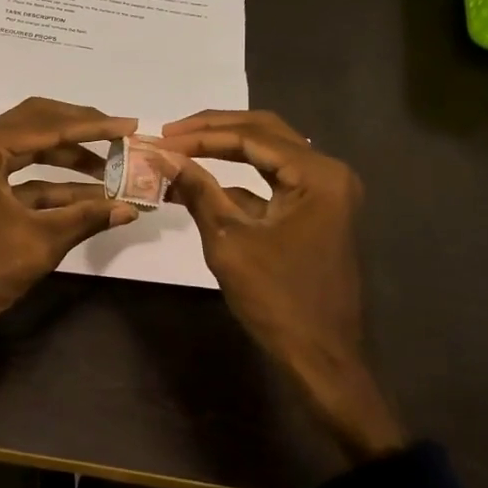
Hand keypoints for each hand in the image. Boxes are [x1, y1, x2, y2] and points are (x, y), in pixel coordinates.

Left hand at [0, 97, 140, 341]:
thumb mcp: (38, 242)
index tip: (130, 126)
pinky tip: (86, 194)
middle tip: (118, 135)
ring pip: (29, 147)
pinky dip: (50, 181)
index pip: (49, 126)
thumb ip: (86, 218)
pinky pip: (19, 172)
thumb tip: (130, 208)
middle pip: (37, 123)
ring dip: (68, 156)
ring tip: (110, 166)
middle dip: (80, 129)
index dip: (94, 127)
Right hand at [158, 110, 406, 461]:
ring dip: (224, 149)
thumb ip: (198, 190)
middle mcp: (327, 173)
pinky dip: (238, 179)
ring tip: (180, 149)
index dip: (201, 134)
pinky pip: (273, 181)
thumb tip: (161, 156)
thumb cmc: (277, 299)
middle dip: (213, 130)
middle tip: (170, 133)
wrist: (321, 357)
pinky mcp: (315, 211)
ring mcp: (325, 192)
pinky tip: (200, 183)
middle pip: (264, 132)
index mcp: (317, 174)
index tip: (161, 137)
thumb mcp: (229, 240)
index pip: (251, 136)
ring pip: (268, 153)